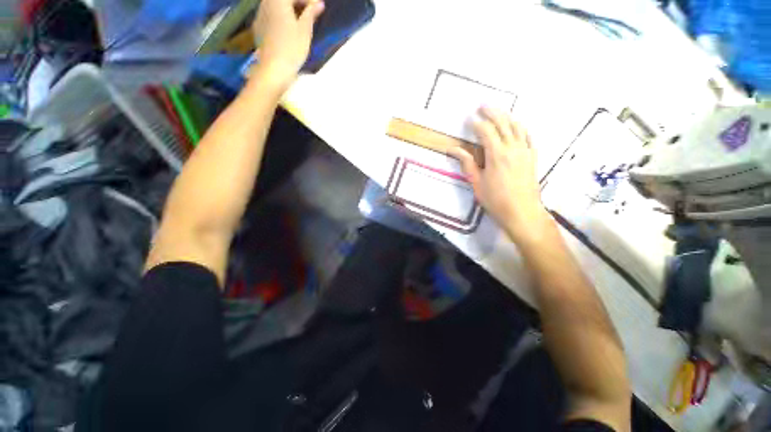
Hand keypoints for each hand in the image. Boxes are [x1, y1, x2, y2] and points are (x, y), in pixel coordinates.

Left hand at [252, 0, 324, 89]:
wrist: (274, 68)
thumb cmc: (292, 48)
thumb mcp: (305, 30)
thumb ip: (311, 13)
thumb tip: (319, 3)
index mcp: (278, 0)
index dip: (308, 1)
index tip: (319, 8)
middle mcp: (266, 3)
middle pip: (284, 0)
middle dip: (298, 4)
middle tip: (311, 14)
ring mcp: (260, 15)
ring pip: (276, 6)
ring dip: (289, 11)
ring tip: (301, 23)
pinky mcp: (258, 27)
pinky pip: (270, 16)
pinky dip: (280, 18)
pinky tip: (288, 30)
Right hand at [449, 107, 549, 242]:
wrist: (522, 212)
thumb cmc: (495, 199)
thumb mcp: (476, 182)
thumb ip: (467, 163)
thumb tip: (454, 150)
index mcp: (496, 154)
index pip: (486, 131)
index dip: (476, 123)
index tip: (468, 119)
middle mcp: (512, 148)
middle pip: (503, 123)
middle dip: (491, 112)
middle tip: (482, 105)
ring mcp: (525, 151)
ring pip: (517, 126)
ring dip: (507, 116)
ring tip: (498, 111)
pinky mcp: (532, 157)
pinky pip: (529, 136)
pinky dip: (522, 128)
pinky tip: (517, 126)